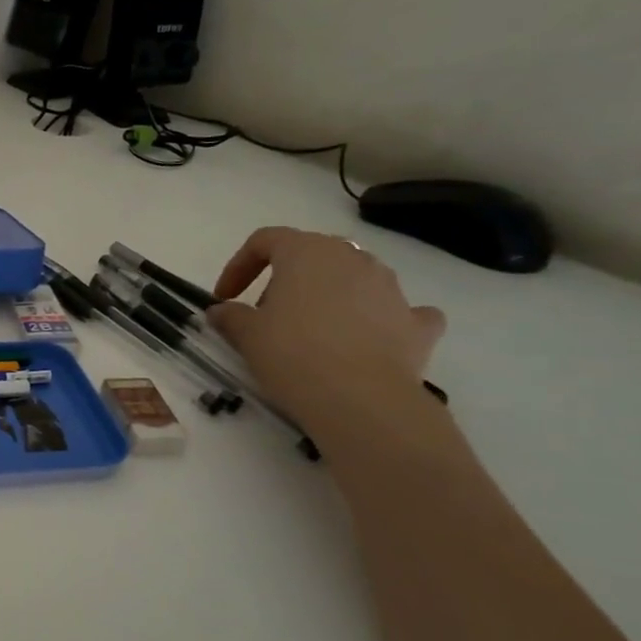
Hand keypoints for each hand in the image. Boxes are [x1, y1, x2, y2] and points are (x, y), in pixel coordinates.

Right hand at [206, 228, 445, 430]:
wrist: (361, 400)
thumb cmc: (293, 353)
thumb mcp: (246, 334)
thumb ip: (230, 315)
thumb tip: (222, 310)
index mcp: (307, 252)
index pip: (265, 240)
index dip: (239, 265)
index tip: (225, 297)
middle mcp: (353, 259)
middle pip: (312, 255)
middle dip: (286, 279)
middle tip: (266, 313)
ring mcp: (392, 288)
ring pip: (355, 278)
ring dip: (330, 295)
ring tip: (311, 331)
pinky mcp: (418, 323)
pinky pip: (398, 310)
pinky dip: (381, 319)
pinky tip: (368, 339)